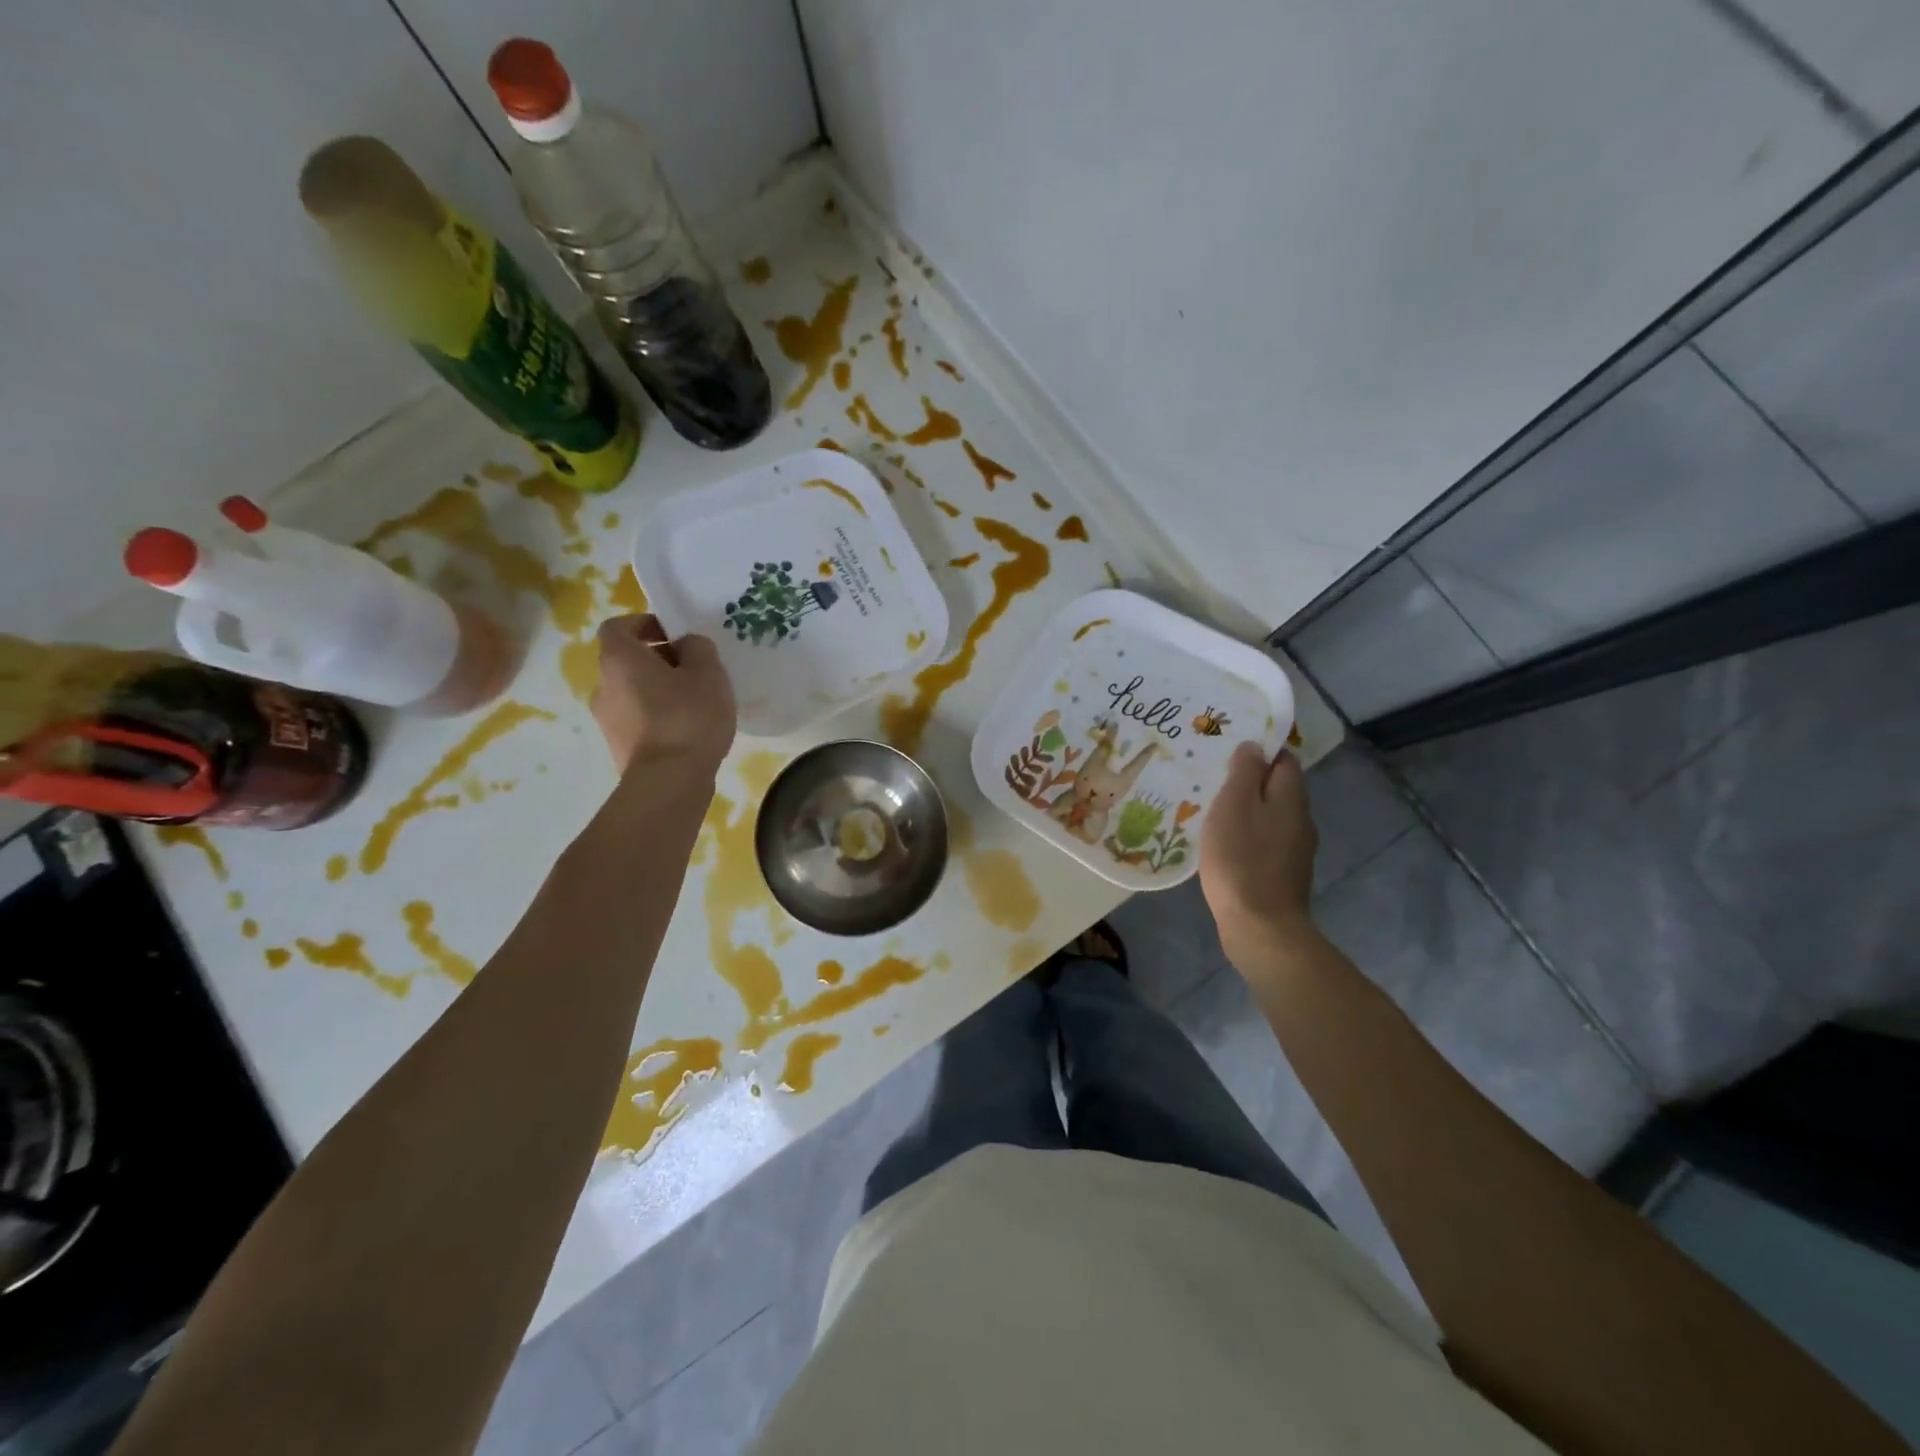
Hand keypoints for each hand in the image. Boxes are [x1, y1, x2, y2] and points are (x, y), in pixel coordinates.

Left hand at [589, 615, 735, 776]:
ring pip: (633, 692)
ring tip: (696, 704)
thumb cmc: (688, 716)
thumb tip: (686, 645)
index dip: (644, 624)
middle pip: (627, 661)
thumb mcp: (708, 672)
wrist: (669, 781)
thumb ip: (698, 647)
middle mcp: (603, 685)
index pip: (618, 626)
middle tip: (695, 670)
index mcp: (619, 659)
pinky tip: (688, 730)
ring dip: (659, 691)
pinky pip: (638, 720)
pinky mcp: (618, 747)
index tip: (674, 634)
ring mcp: (606, 720)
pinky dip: (658, 717)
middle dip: (659, 660)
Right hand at [1200, 743, 1318, 963]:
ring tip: (1213, 810)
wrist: (1260, 927)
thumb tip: (1254, 746)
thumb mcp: (1234, 806)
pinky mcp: (1283, 875)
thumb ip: (1245, 772)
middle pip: (1279, 788)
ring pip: (1271, 816)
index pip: (1285, 759)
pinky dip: (1247, 836)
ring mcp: (1295, 850)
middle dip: (1251, 780)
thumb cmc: (1241, 859)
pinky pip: (1266, 842)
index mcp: (1291, 798)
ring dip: (1247, 810)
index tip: (1230, 749)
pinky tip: (1224, 845)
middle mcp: (1301, 820)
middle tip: (1214, 778)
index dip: (1261, 750)